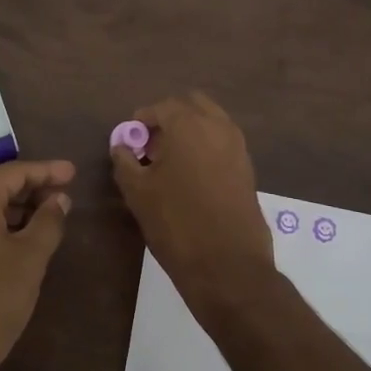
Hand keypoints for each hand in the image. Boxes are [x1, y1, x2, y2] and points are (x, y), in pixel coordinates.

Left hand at [0, 159, 74, 370]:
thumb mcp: (29, 258)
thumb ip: (48, 222)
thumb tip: (59, 200)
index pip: (13, 172)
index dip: (46, 171)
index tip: (73, 173)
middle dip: (30, 188)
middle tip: (64, 195)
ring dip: (14, 208)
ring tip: (48, 217)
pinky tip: (20, 239)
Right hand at [112, 93, 277, 325]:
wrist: (228, 265)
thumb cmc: (176, 222)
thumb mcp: (137, 192)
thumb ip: (125, 161)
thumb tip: (121, 146)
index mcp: (188, 124)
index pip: (161, 107)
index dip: (142, 121)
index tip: (131, 141)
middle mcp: (217, 126)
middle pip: (191, 105)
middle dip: (170, 119)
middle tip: (153, 147)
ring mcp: (238, 146)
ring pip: (211, 122)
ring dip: (191, 131)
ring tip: (171, 164)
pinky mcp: (248, 168)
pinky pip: (223, 143)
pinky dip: (207, 148)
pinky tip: (192, 178)